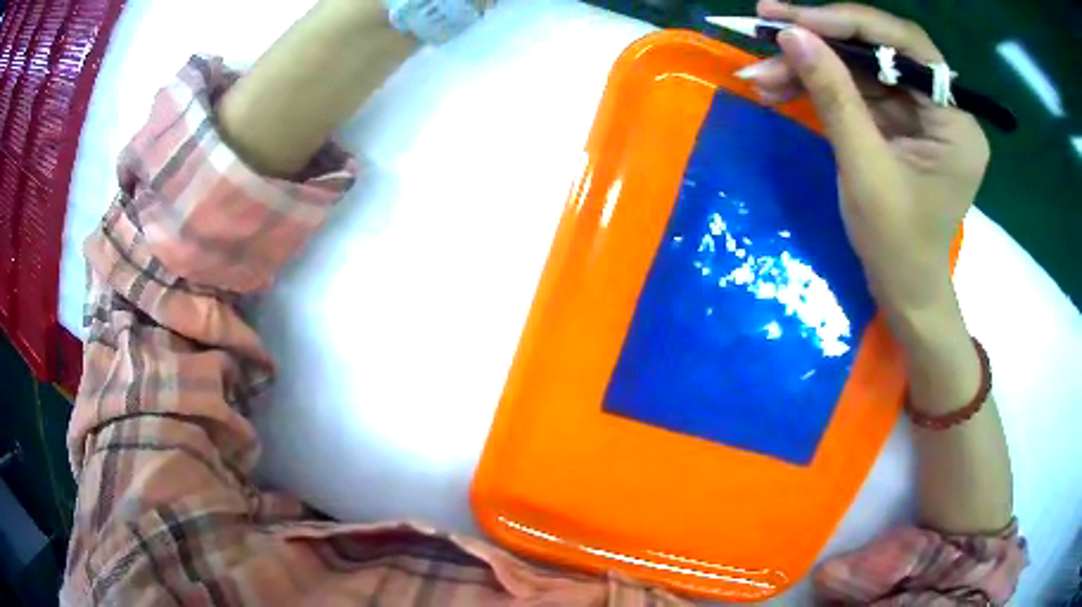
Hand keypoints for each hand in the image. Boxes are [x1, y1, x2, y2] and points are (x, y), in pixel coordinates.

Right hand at [737, 0, 988, 314]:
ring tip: (760, 73)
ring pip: (863, 69)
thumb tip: (791, 35)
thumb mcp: (865, 169)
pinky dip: (819, 88)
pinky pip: (858, 91)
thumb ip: (834, 96)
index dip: (850, 24)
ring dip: (811, 66)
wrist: (903, 292)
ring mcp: (920, 115)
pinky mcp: (900, 123)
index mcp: (956, 122)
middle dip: (823, 41)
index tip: (795, 19)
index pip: (906, 46)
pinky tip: (780, 88)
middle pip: (882, 51)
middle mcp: (944, 109)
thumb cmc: (897, 246)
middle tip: (768, 30)